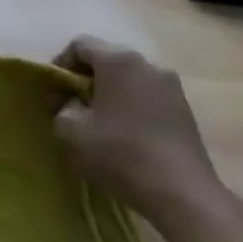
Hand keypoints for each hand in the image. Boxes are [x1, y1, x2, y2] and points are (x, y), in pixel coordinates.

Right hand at [52, 38, 225, 225]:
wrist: (183, 196)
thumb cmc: (120, 154)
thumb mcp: (70, 131)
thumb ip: (60, 106)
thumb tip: (69, 101)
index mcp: (118, 60)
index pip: (80, 45)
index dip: (61, 63)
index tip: (55, 90)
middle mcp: (147, 64)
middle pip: (107, 59)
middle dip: (87, 78)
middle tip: (74, 104)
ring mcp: (172, 88)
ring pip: (130, 79)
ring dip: (112, 93)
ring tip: (102, 121)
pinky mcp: (186, 112)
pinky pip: (149, 97)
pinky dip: (133, 107)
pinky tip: (128, 134)